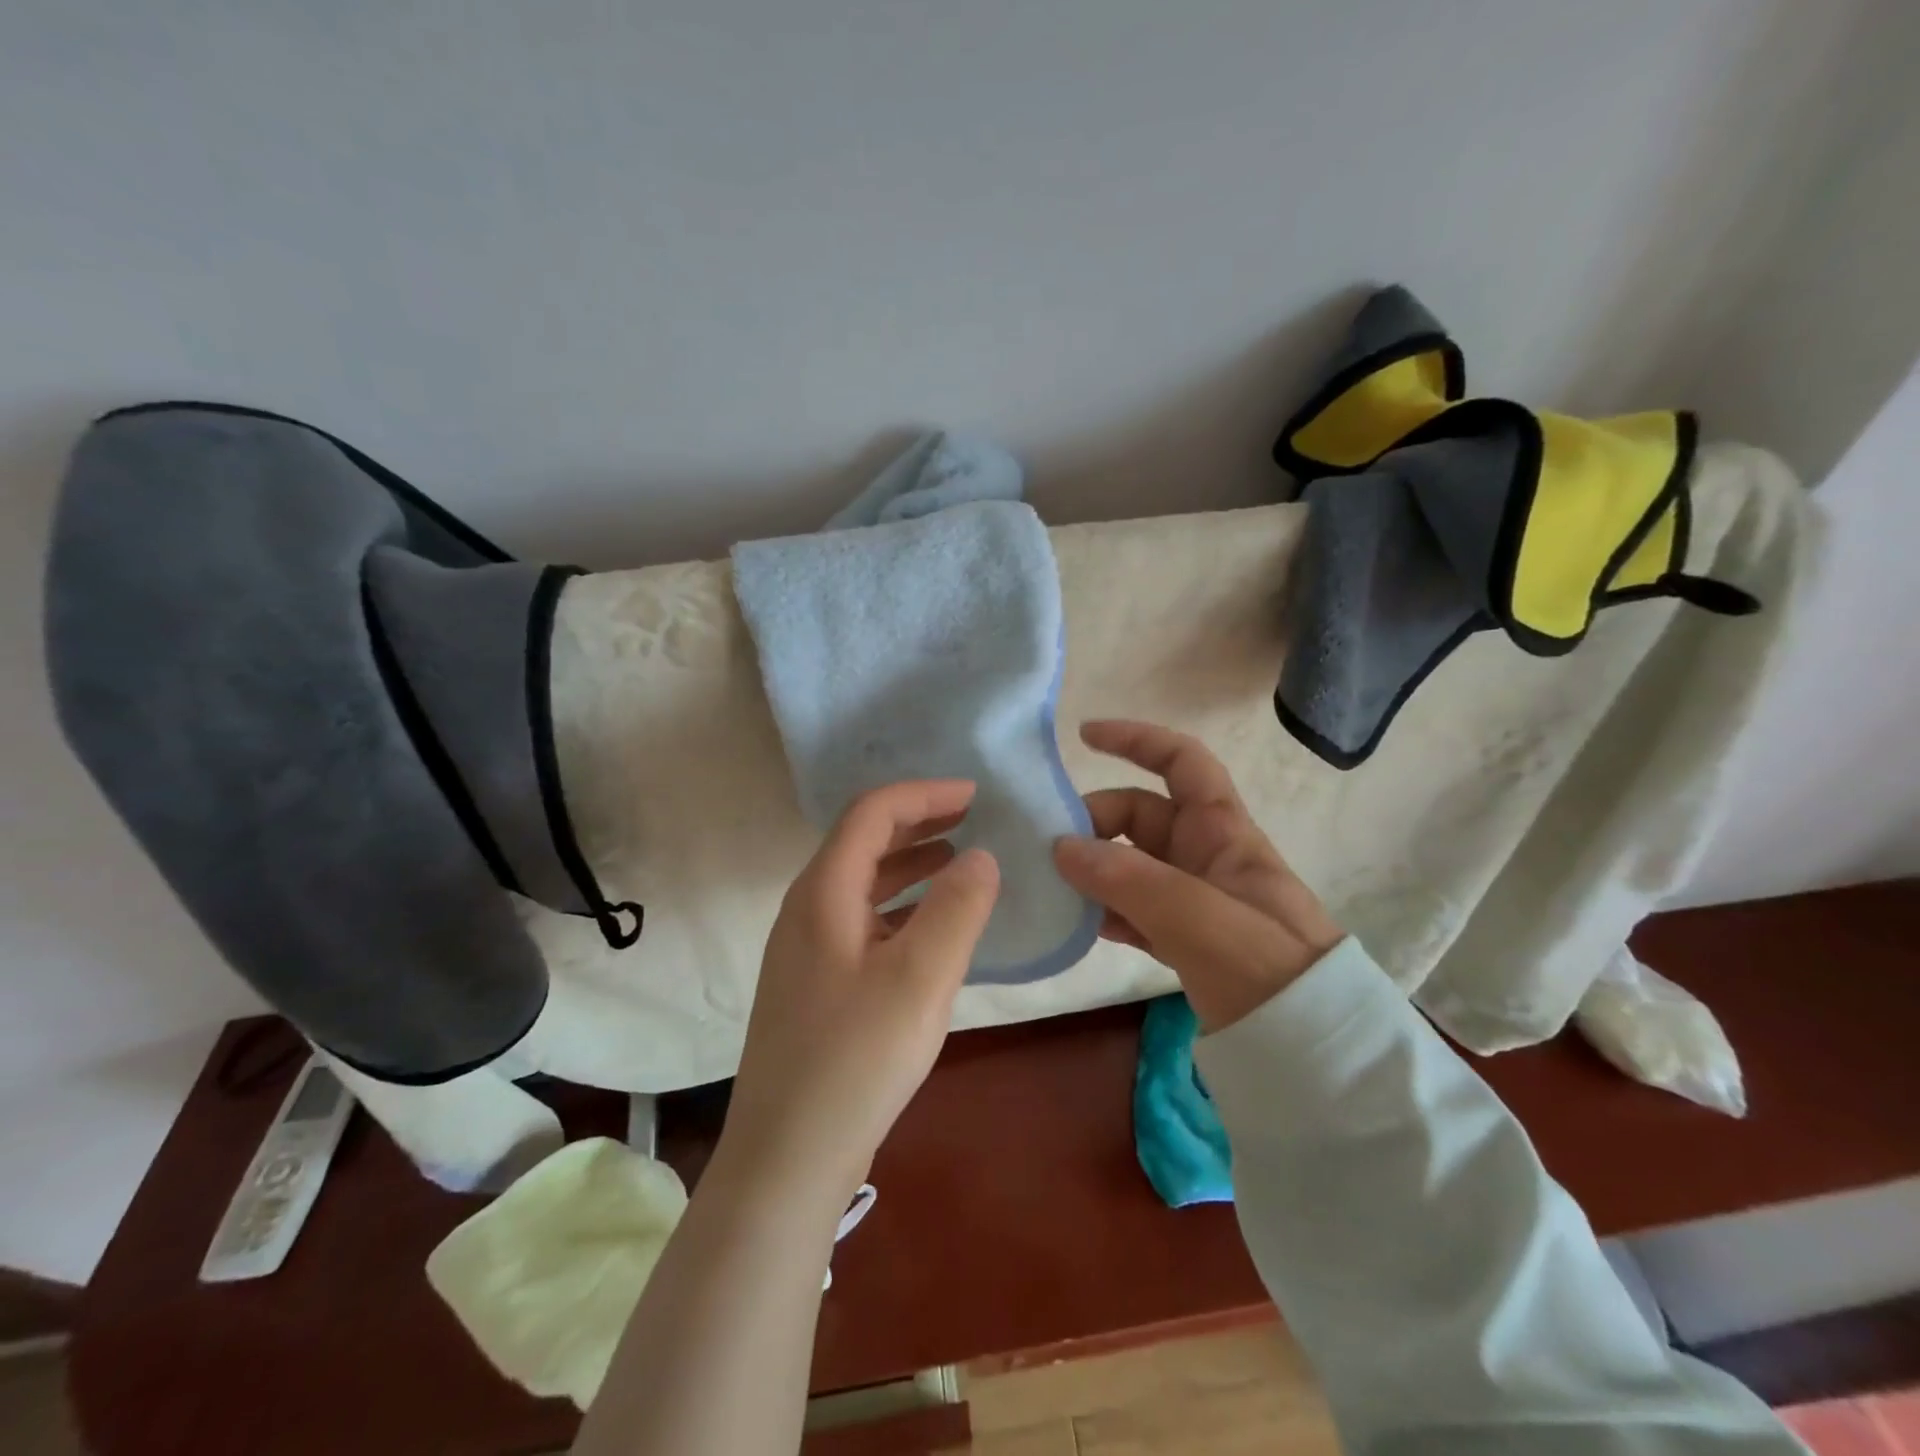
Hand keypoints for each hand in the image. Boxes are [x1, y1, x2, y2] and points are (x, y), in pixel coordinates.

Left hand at [719, 781, 1000, 1204]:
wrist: (786, 1159)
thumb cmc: (856, 1060)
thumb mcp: (921, 979)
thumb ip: (957, 909)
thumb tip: (982, 856)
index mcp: (823, 893)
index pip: (871, 813)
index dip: (923, 794)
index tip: (974, 795)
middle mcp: (806, 909)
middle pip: (862, 841)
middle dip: (918, 822)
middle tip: (972, 819)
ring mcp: (805, 949)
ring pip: (862, 883)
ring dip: (910, 863)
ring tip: (960, 862)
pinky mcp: (814, 984)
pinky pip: (862, 920)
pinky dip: (900, 905)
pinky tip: (932, 927)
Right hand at [1053, 720, 1342, 1032]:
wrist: (1314, 1051)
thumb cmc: (1266, 968)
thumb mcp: (1198, 917)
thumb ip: (1128, 880)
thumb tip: (1060, 847)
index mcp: (1222, 831)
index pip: (1181, 761)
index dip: (1136, 740)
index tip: (1083, 738)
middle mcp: (1206, 855)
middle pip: (1141, 816)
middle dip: (1095, 823)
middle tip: (1051, 854)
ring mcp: (1194, 899)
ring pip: (1132, 865)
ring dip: (1094, 870)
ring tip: (1052, 888)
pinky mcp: (1185, 939)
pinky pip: (1134, 910)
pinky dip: (1106, 911)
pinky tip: (1080, 926)